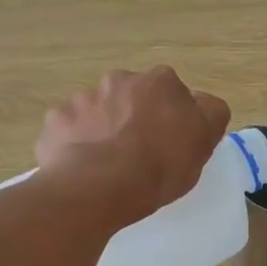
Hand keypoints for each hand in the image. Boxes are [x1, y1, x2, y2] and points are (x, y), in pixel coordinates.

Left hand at [35, 67, 229, 227]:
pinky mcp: (56, 120)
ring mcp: (83, 98)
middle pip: (132, 97)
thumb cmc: (160, 165)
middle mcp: (119, 79)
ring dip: (104, 129)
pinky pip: (69, 130)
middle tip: (139, 154)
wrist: (100, 186)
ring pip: (98, 112)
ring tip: (108, 166)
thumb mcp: (204, 142)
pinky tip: (82, 169)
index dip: (173, 118)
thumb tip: (203, 103)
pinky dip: (75, 144)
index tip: (172, 144)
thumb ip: (210, 114)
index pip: (173, 94)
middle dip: (134, 118)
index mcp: (160, 82)